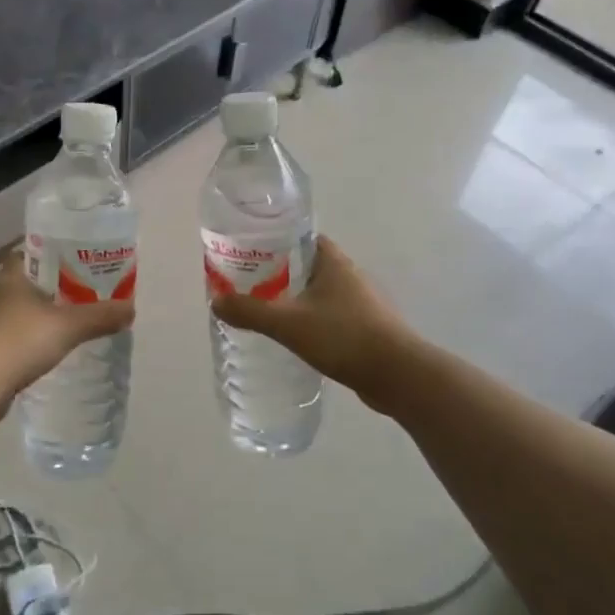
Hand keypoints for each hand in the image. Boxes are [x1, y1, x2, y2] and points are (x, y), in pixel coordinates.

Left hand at [0, 254, 133, 418]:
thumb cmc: (20, 340)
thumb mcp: (69, 326)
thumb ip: (100, 316)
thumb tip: (131, 309)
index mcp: (8, 276)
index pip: (29, 255)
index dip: (51, 258)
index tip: (75, 267)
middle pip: (22, 285)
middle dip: (46, 292)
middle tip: (76, 300)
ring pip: (11, 314)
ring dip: (31, 320)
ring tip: (60, 330)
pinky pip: (3, 340)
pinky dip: (20, 345)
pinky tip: (38, 357)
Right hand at [210, 236, 408, 412]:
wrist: (399, 376)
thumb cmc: (344, 337)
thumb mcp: (288, 323)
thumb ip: (250, 311)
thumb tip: (215, 301)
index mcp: (333, 262)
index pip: (300, 238)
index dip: (274, 242)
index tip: (248, 253)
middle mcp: (348, 276)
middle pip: (306, 265)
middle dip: (278, 273)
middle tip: (246, 285)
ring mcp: (359, 303)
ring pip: (317, 293)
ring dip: (293, 299)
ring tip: (263, 311)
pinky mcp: (364, 328)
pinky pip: (328, 316)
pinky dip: (309, 321)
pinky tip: (292, 337)